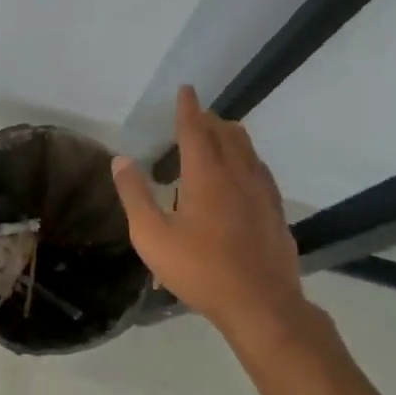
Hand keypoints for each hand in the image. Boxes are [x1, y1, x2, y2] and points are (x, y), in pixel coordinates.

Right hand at [111, 86, 304, 338]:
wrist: (261, 304)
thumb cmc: (200, 270)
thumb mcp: (152, 236)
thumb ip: (135, 195)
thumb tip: (120, 160)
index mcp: (206, 175)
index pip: (195, 129)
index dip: (188, 107)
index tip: (186, 89)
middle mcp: (237, 174)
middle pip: (226, 133)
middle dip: (210, 119)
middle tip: (196, 116)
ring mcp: (262, 192)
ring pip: (248, 150)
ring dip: (231, 136)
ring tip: (219, 137)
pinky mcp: (275, 211)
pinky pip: (260, 171)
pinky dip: (247, 160)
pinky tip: (244, 175)